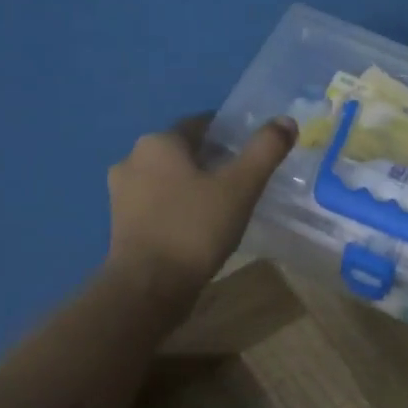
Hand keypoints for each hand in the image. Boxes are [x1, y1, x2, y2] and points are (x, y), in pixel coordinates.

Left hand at [105, 114, 296, 296]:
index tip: (253, 152)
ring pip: (168, 178)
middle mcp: (133, 158)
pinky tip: (198, 225)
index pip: (200, 124)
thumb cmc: (195, 228)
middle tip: (244, 181)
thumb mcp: (240, 187)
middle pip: (183, 151)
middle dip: (212, 161)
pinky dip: (178, 206)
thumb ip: (265, 150)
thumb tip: (286, 121)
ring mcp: (121, 192)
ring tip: (224, 205)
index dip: (229, 135)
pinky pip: (157, 203)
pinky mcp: (121, 222)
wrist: (149, 286)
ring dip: (193, 185)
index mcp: (159, 142)